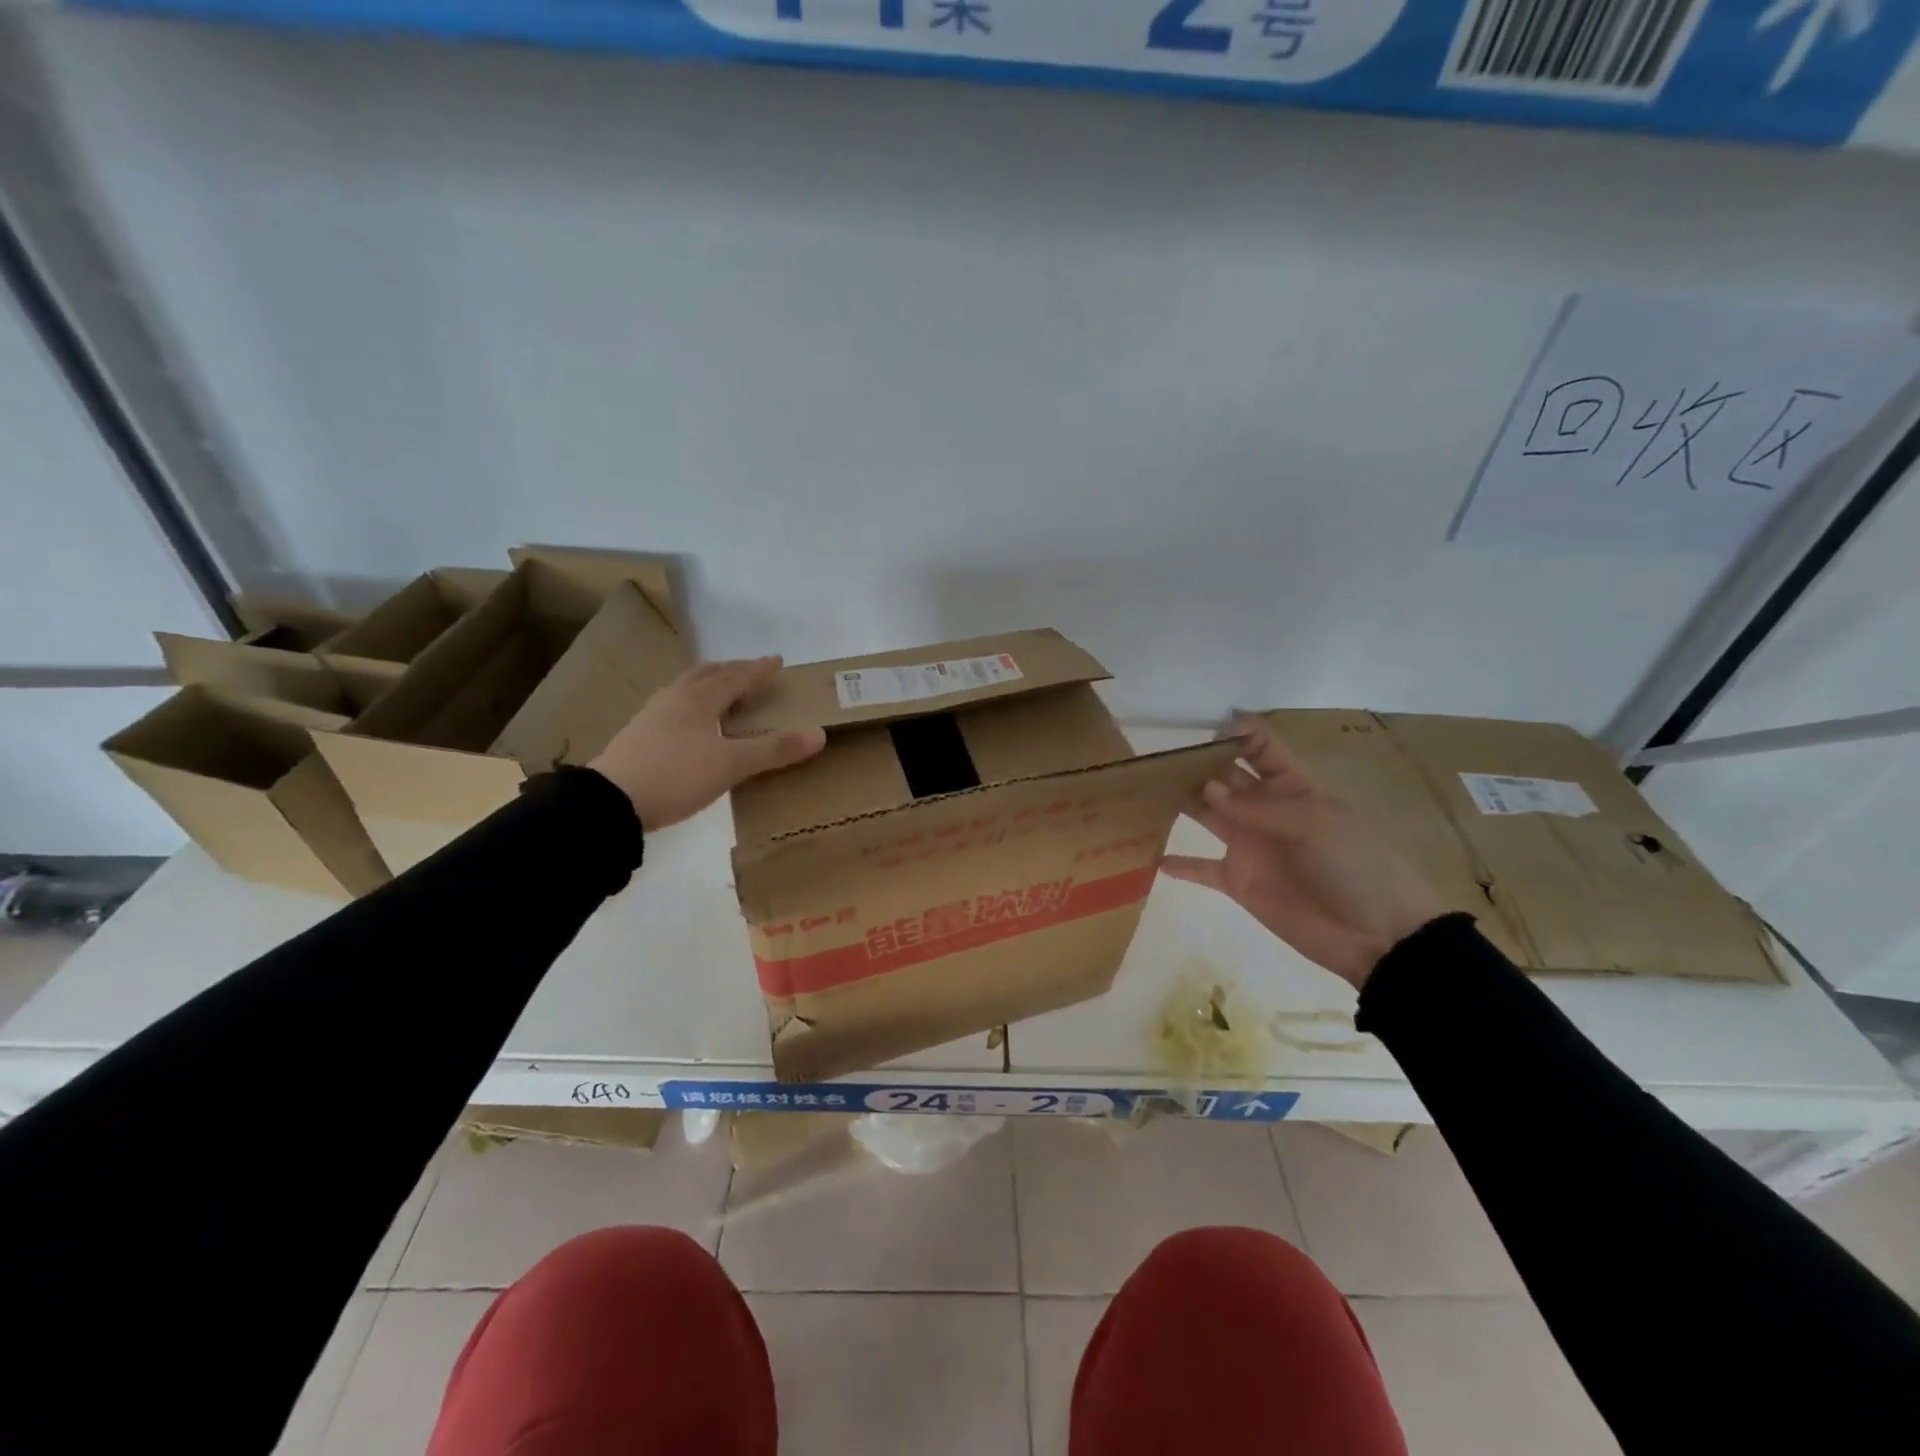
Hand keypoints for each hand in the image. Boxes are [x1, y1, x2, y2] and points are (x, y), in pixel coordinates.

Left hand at [589, 656, 825, 831]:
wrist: (611, 801)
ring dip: (709, 683)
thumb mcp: (732, 764)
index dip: (759, 669)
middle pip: (707, 674)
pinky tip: (691, 722)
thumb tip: (818, 734)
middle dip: (732, 670)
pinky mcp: (639, 734)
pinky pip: (674, 706)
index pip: (737, 676)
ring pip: (687, 688)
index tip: (778, 661)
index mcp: (700, 698)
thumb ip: (774, 749)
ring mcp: (653, 715)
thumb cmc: (677, 775)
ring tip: (722, 691)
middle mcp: (675, 698)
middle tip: (751, 672)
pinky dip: (692, 703)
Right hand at [1160, 714, 1447, 989]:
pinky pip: (1202, 868)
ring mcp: (1249, 846)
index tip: (1201, 732)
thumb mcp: (1315, 824)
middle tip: (1156, 761)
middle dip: (1195, 765)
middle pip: (1224, 777)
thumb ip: (1258, 807)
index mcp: (1291, 787)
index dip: (1234, 733)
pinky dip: (1179, 864)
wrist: (1375, 935)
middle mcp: (1265, 810)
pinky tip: (1151, 855)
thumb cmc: (1354, 867)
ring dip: (1181, 802)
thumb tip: (1207, 789)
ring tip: (1144, 793)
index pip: (1259, 747)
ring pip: (1207, 814)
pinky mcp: (1239, 882)